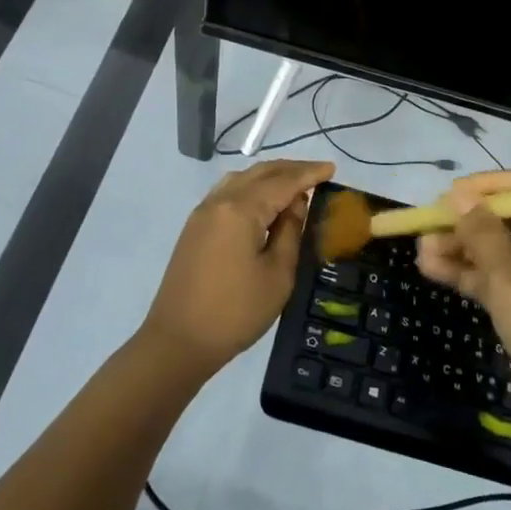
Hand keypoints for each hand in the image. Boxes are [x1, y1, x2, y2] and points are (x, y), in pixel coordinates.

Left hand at [142, 159, 334, 378]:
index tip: (332, 168)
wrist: (178, 341)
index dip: (309, 174)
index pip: (283, 182)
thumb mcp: (277, 275)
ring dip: (269, 176)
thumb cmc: (236, 312)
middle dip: (290, 170)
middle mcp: (220, 201)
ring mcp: (203, 212)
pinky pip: (227, 192)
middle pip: (260, 173)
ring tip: (294, 185)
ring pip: (241, 179)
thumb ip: (290, 232)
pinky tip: (263, 201)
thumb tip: (296, 203)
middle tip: (317, 173)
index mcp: (241, 210)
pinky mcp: (195, 227)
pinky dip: (251, 188)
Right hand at [416, 170, 510, 442]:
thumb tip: (459, 195)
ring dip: (460, 249)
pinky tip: (430, 269)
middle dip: (468, 220)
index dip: (494, 185)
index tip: (457, 192)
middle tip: (430, 221)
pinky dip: (465, 275)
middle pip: (509, 221)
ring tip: (421, 249)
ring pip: (496, 254)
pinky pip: (493, 283)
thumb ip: (481, 232)